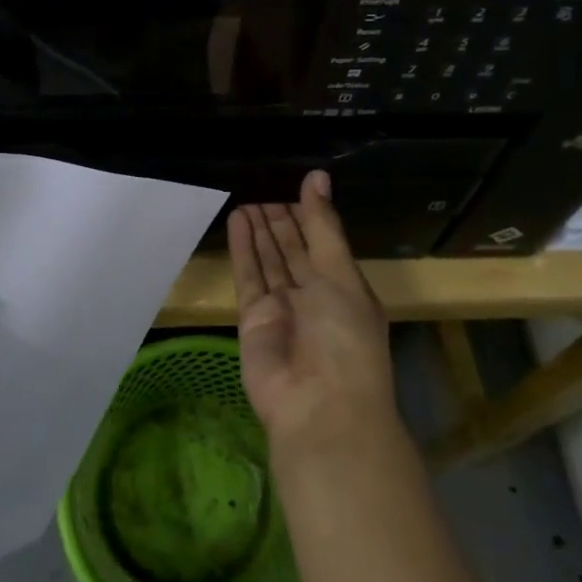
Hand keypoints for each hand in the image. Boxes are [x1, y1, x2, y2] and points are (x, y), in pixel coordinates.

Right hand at [228, 171, 397, 452]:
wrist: (318, 404)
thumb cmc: (344, 336)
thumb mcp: (341, 274)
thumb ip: (323, 226)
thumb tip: (317, 177)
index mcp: (345, 287)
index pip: (323, 242)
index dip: (308, 215)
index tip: (293, 184)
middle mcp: (314, 296)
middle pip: (293, 249)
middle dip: (280, 220)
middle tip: (262, 185)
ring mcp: (282, 307)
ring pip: (269, 260)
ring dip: (259, 230)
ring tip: (246, 196)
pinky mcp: (252, 318)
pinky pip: (248, 276)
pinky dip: (242, 249)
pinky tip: (236, 220)